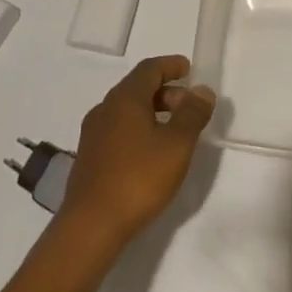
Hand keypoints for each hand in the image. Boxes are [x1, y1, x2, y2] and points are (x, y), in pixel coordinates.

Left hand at [58, 55, 214, 249]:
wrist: (90, 226)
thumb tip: (201, 90)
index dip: (171, 65)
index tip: (189, 68)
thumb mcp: (176, 145)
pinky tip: (150, 153)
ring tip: (174, 131)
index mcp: (125, 98)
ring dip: (152, 111)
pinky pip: (118, 129)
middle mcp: (105, 108)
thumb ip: (192, 114)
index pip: (149, 69)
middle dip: (166, 91)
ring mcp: (93, 133)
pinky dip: (139, 129)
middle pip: (137, 88)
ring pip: (127, 110)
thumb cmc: (138, 179)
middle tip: (188, 106)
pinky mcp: (90, 157)